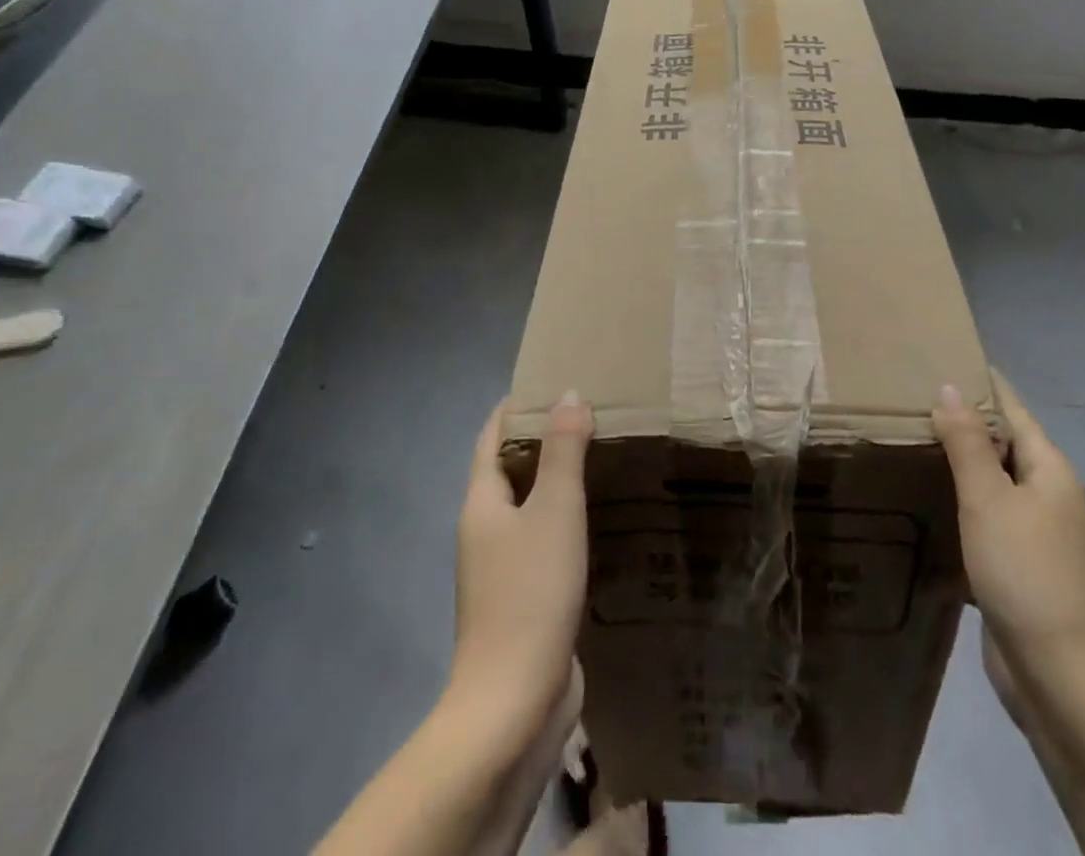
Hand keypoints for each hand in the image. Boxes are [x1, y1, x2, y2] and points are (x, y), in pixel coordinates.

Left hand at [450, 394, 593, 741]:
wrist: (514, 704)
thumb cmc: (530, 593)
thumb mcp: (554, 509)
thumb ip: (564, 450)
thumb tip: (569, 393)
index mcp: (481, 504)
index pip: (491, 438)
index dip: (515, 407)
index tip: (550, 381)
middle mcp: (485, 532)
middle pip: (509, 470)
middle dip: (543, 440)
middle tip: (590, 414)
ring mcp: (502, 571)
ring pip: (530, 509)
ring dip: (557, 482)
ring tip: (602, 458)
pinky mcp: (525, 602)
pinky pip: (545, 543)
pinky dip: (568, 521)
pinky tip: (601, 521)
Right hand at [933, 376, 1084, 698]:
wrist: (1068, 685)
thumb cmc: (1029, 576)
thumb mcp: (990, 501)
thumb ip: (967, 443)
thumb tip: (949, 387)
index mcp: (1049, 470)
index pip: (1011, 408)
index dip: (980, 381)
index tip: (941, 354)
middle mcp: (1047, 496)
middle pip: (1001, 444)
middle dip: (961, 420)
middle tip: (906, 396)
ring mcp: (1035, 536)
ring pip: (990, 485)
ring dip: (956, 464)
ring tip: (907, 440)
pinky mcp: (1018, 570)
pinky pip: (984, 521)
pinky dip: (957, 506)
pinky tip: (923, 503)